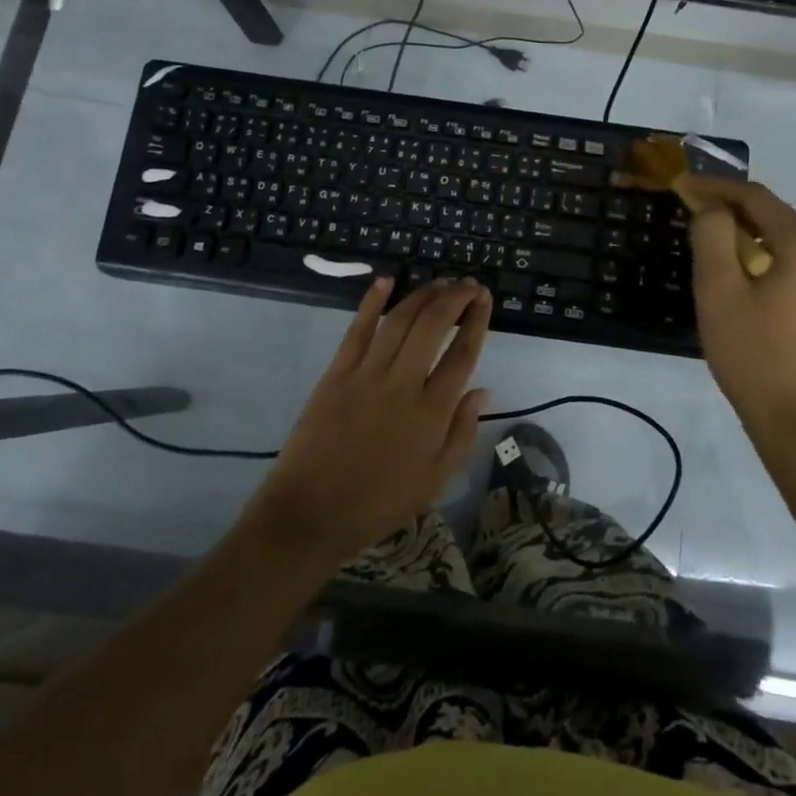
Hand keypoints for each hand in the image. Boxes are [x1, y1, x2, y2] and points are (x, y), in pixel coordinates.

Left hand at [246, 277, 491, 570]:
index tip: (485, 299)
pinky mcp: (336, 373)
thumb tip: (482, 389)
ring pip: (401, 319)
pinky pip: (358, 329)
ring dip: (423, 294)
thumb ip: (462, 433)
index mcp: (432, 413)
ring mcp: (367, 374)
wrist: (310, 514)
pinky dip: (373, 301)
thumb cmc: (379, 503)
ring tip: (440, 282)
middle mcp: (403, 385)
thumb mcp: (435, 480)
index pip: (463, 353)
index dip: (477, 320)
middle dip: (456, 297)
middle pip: (434, 325)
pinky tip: (386, 281)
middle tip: (468, 285)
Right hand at [687, 179, 795, 447]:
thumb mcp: (718, 290)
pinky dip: (771, 262)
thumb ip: (712, 235)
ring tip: (715, 250)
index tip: (682, 186)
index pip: (755, 196)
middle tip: (693, 216)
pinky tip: (749, 282)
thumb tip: (714, 209)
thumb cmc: (754, 355)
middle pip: (775, 217)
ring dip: (752, 239)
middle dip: (732, 212)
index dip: (715, 187)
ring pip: (788, 244)